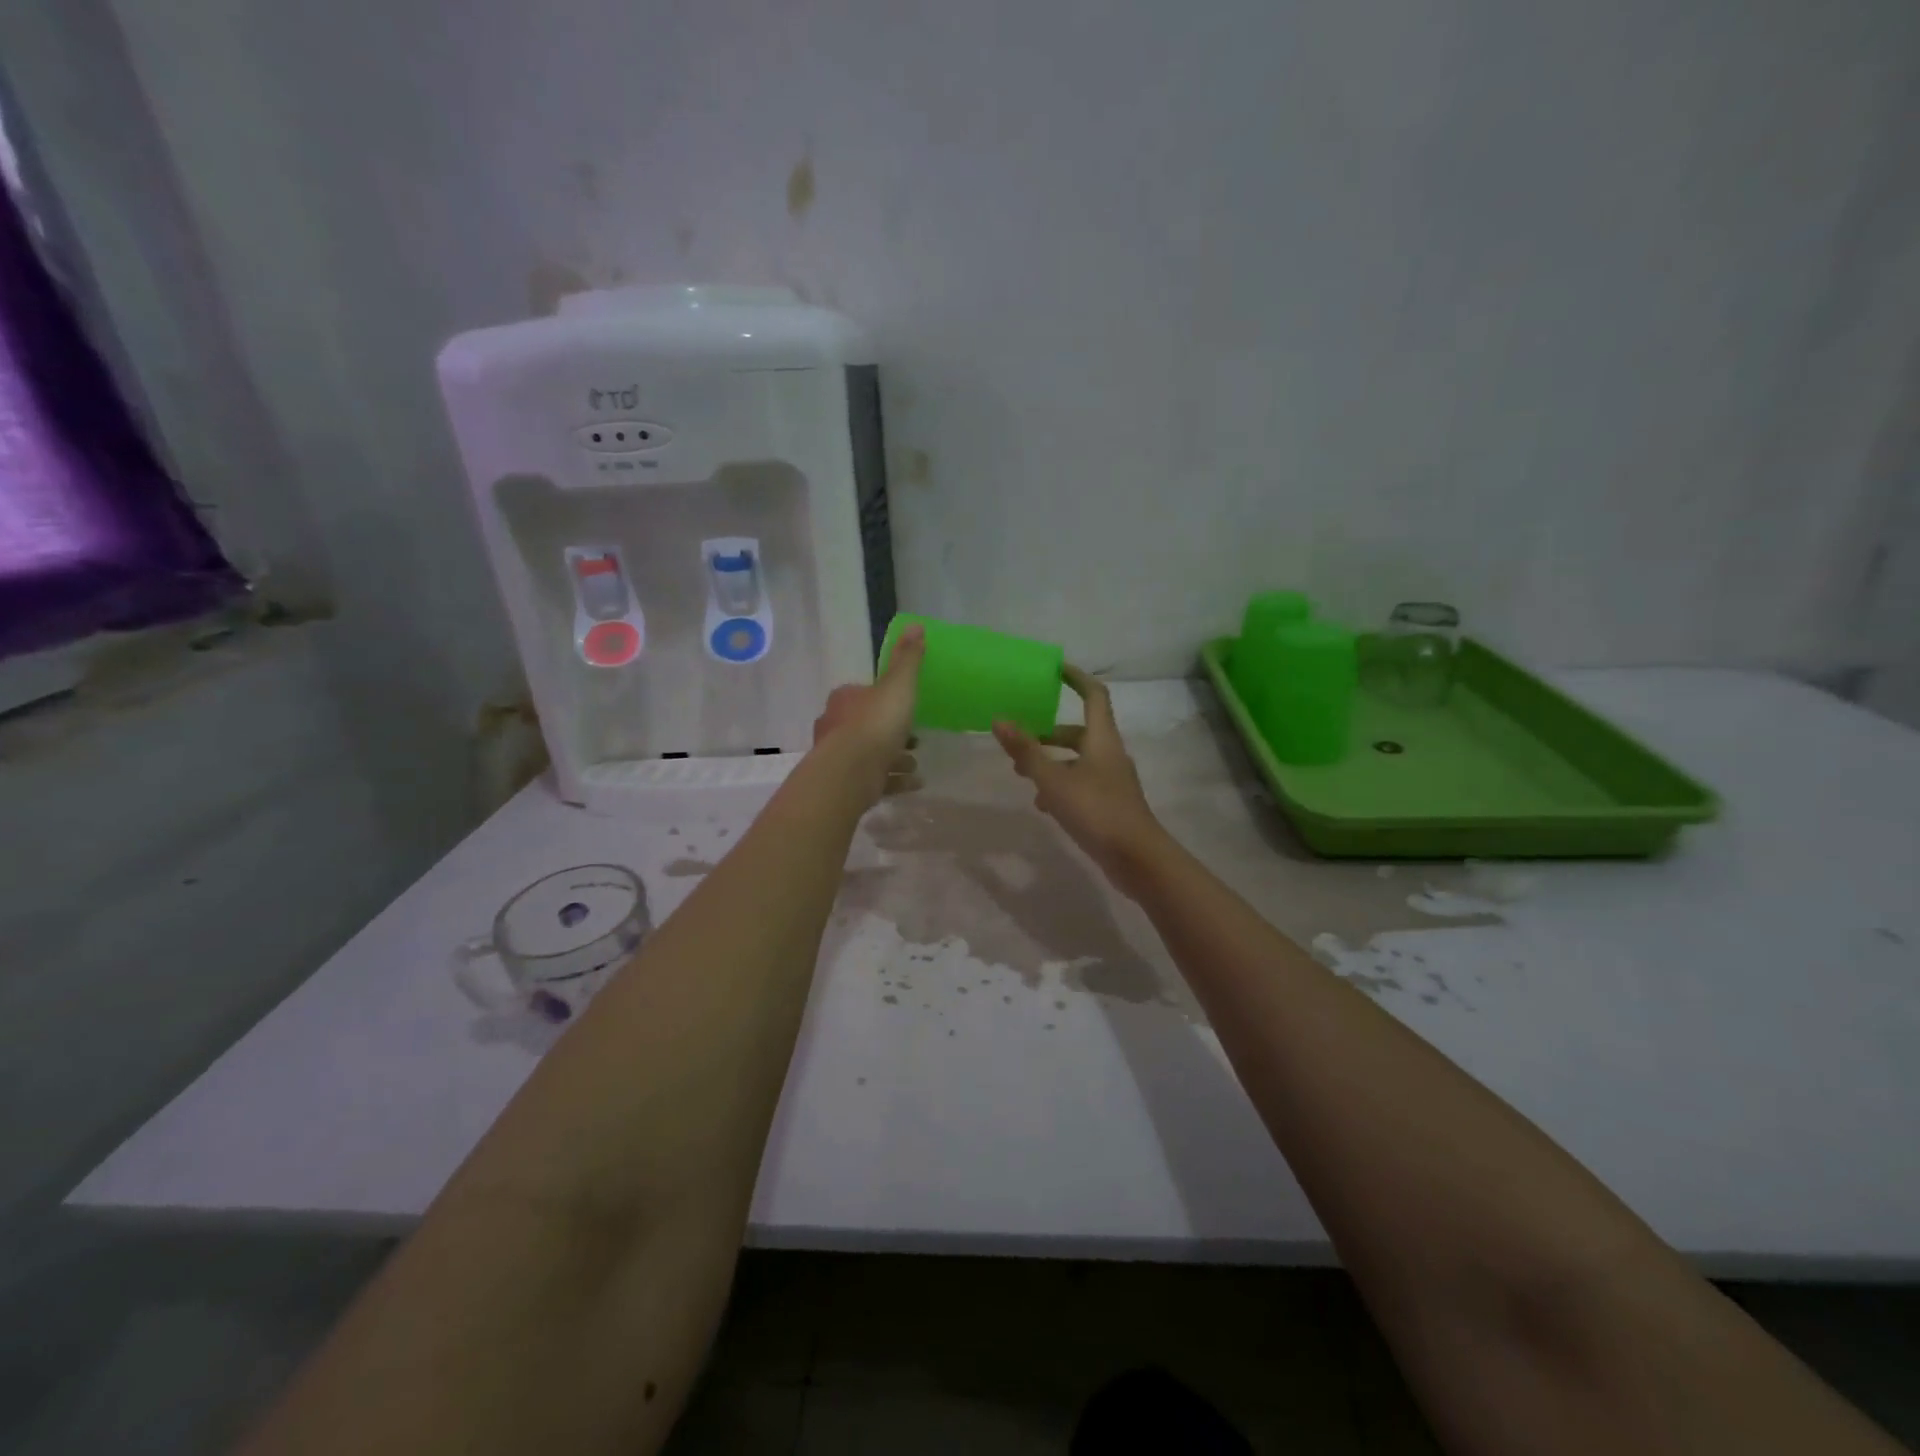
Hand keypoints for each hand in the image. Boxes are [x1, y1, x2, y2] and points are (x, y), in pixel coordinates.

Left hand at [811, 625, 924, 803]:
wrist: (850, 774)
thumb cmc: (875, 723)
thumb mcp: (898, 686)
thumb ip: (907, 659)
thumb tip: (915, 625)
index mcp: (845, 699)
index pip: (863, 693)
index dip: (884, 698)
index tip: (905, 705)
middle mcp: (836, 725)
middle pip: (866, 724)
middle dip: (890, 731)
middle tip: (915, 737)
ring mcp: (839, 757)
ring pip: (871, 754)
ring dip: (894, 758)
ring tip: (916, 763)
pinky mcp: (847, 784)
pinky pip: (876, 780)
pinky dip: (895, 781)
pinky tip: (915, 784)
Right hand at [993, 666, 1169, 893]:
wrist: (1137, 858)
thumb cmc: (1096, 811)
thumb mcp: (1054, 781)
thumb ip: (1026, 752)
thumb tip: (1000, 720)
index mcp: (1102, 739)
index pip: (1094, 695)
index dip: (1076, 678)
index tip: (1055, 669)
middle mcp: (1110, 754)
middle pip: (1079, 732)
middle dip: (1049, 733)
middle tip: (1021, 739)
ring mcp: (1112, 781)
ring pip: (1078, 761)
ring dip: (1052, 762)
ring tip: (1023, 775)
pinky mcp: (1110, 804)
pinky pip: (1081, 784)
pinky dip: (1061, 787)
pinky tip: (1043, 806)